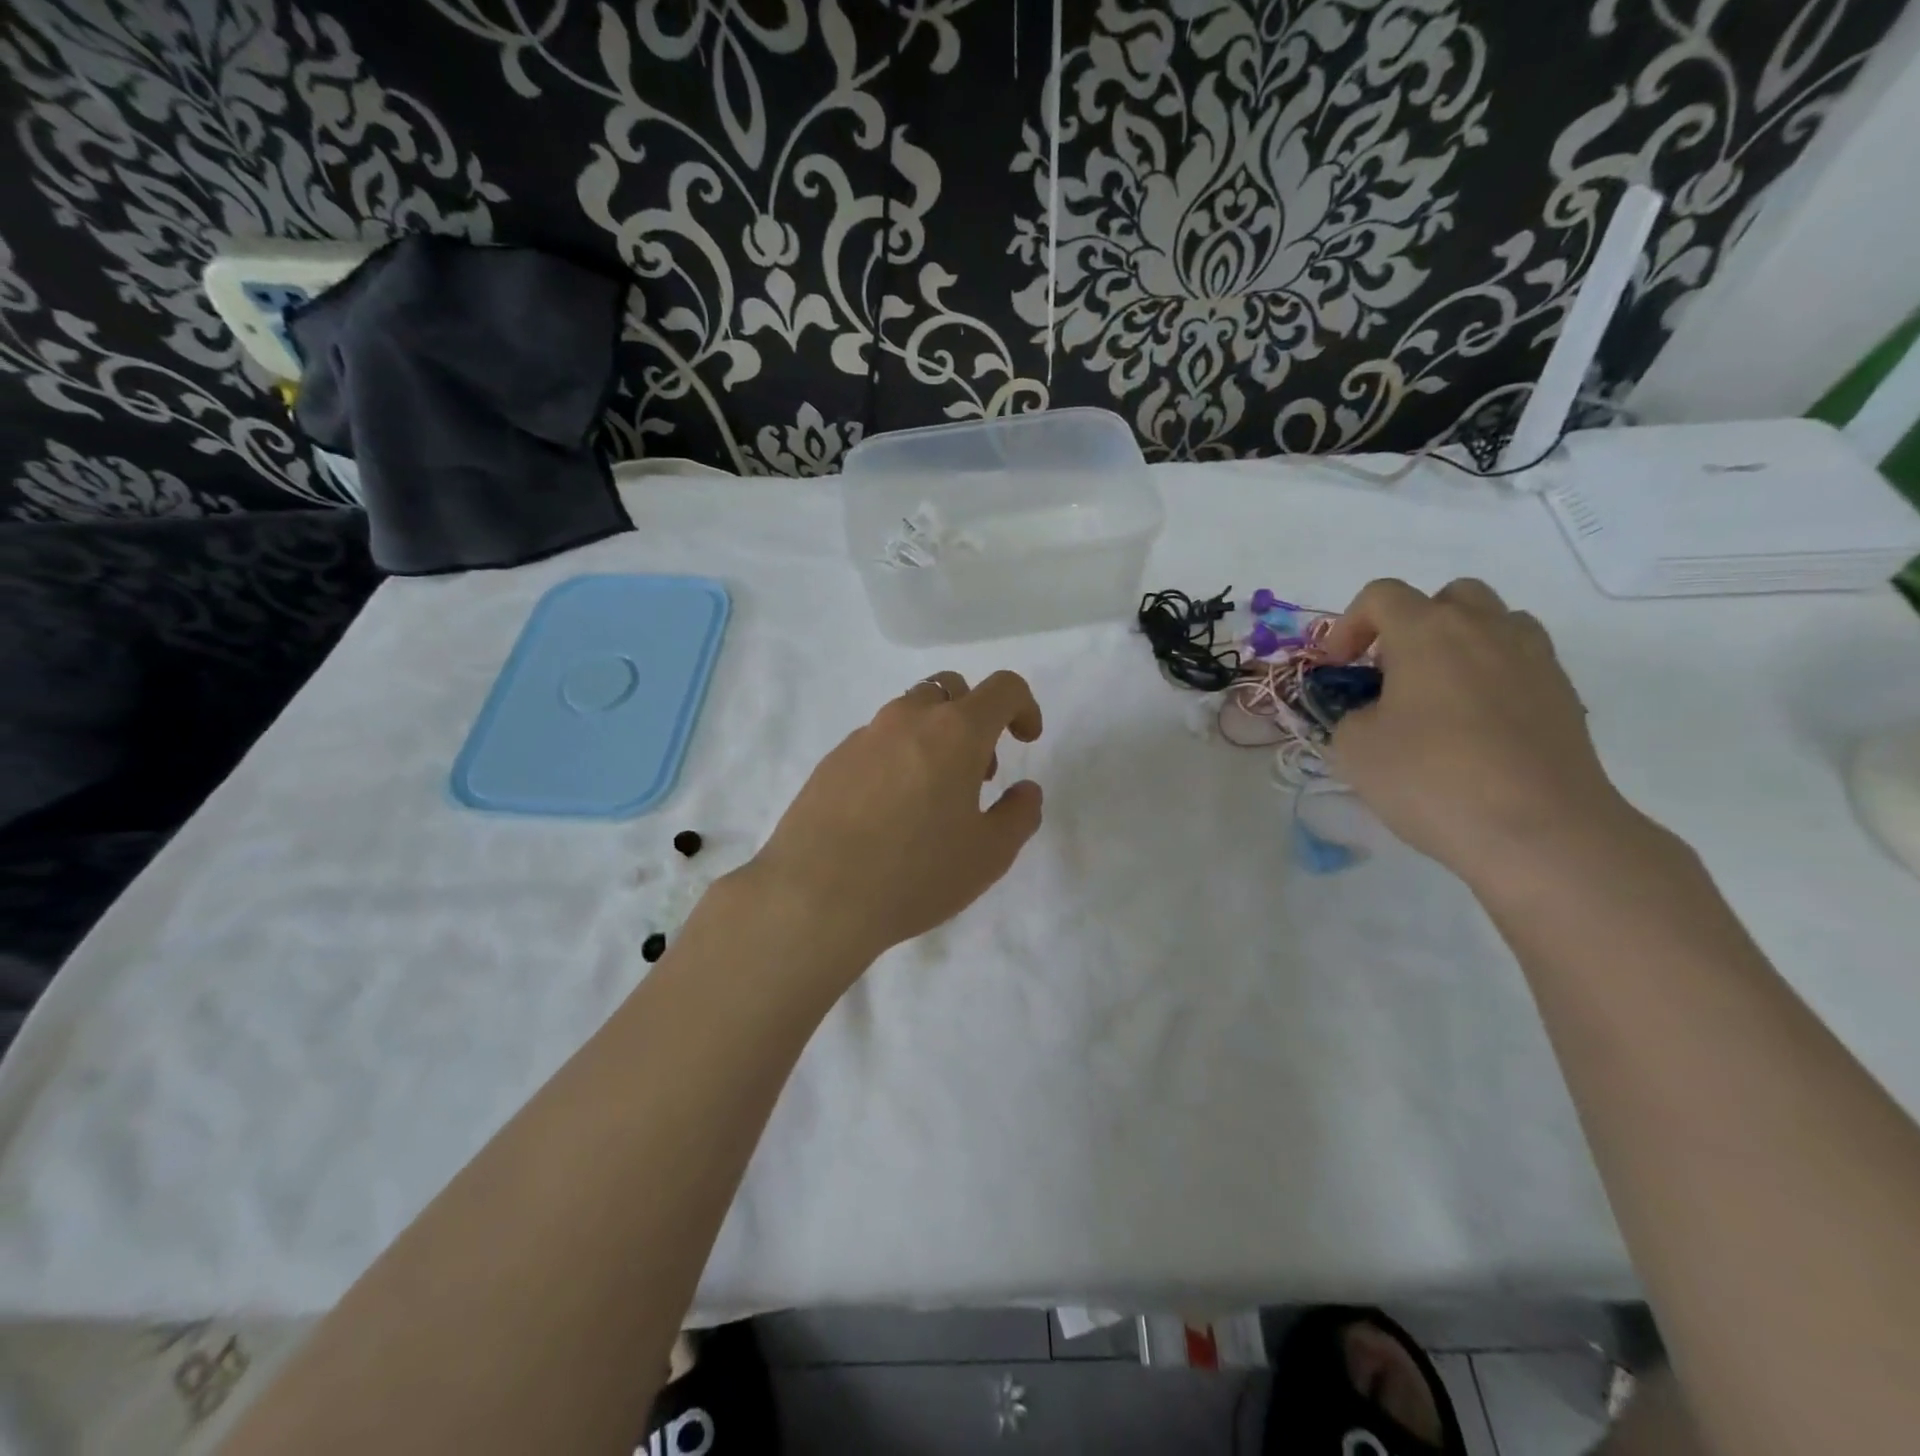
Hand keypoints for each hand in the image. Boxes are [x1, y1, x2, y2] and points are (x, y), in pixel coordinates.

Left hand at [746, 670, 1044, 967]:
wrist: (814, 896)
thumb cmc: (914, 874)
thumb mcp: (989, 855)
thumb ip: (1019, 814)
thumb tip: (1025, 791)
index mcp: (955, 732)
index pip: (1003, 688)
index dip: (1025, 706)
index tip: (1025, 741)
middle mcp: (908, 719)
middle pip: (951, 689)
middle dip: (976, 718)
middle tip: (979, 772)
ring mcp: (864, 736)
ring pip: (910, 713)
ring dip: (935, 737)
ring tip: (933, 797)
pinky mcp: (832, 759)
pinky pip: (877, 742)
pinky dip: (897, 758)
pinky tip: (889, 812)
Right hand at [1323, 578, 1638, 884]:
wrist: (1538, 830)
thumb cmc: (1431, 778)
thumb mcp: (1354, 748)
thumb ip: (1350, 715)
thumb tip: (1371, 712)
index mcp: (1427, 631)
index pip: (1381, 595)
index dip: (1348, 625)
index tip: (1337, 669)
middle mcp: (1485, 629)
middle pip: (1448, 597)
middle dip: (1412, 625)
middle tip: (1392, 673)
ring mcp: (1533, 659)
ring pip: (1495, 623)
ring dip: (1460, 644)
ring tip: (1438, 694)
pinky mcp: (1564, 695)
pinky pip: (1521, 663)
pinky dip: (1492, 677)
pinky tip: (1476, 726)